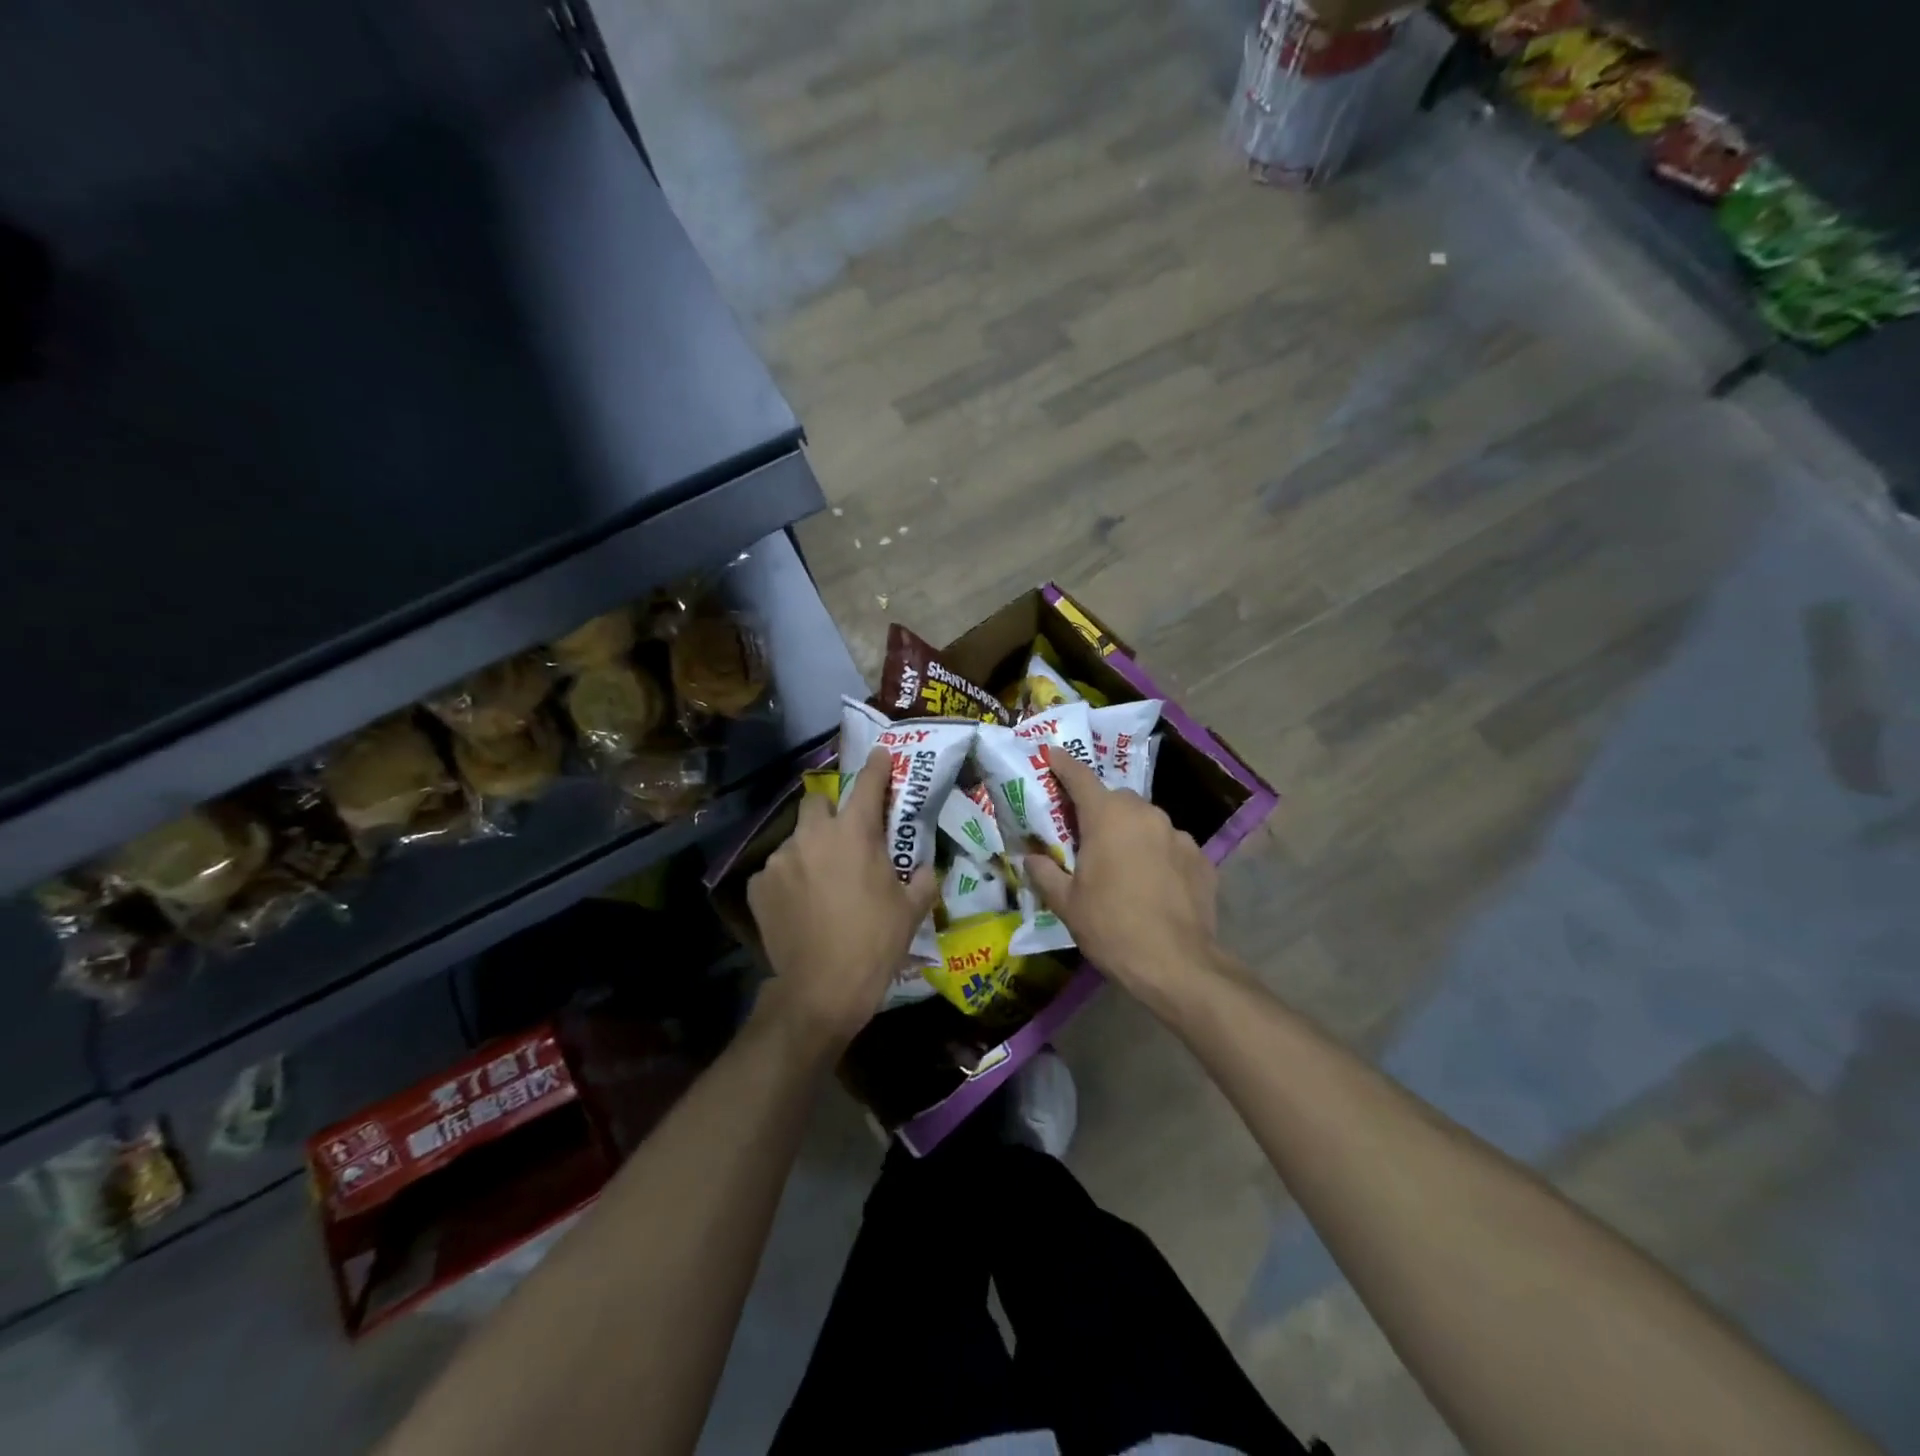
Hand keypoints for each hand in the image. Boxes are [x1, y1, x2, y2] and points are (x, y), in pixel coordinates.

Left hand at [747, 745, 937, 1049]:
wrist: (821, 990)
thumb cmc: (874, 944)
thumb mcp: (912, 910)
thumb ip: (923, 879)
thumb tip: (926, 868)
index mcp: (854, 834)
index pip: (867, 784)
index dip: (877, 766)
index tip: (880, 754)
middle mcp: (813, 836)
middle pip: (818, 801)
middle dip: (831, 811)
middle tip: (844, 836)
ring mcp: (780, 859)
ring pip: (796, 839)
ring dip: (810, 850)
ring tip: (820, 881)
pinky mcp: (757, 885)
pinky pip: (776, 870)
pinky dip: (789, 879)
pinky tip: (798, 904)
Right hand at [1024, 744, 1221, 1011]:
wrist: (1177, 964)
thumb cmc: (1112, 928)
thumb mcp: (1066, 904)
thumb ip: (1045, 873)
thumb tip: (1032, 857)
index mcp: (1108, 817)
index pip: (1080, 778)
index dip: (1064, 765)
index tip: (1054, 753)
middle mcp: (1146, 815)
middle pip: (1116, 800)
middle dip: (1100, 811)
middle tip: (1086, 838)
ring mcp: (1178, 835)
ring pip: (1146, 822)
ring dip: (1131, 833)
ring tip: (1123, 867)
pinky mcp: (1202, 858)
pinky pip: (1171, 846)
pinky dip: (1158, 856)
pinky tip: (1154, 885)